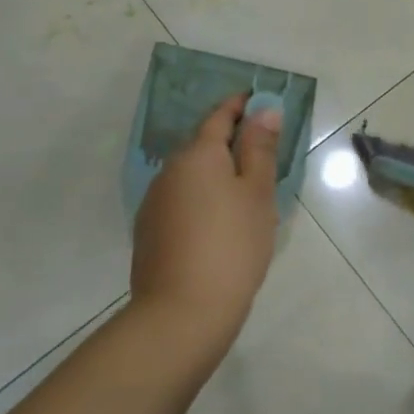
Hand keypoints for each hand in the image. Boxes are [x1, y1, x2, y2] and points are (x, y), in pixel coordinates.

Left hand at [131, 94, 281, 363]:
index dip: (241, 105)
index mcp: (198, 155)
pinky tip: (220, 224)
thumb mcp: (258, 193)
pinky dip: (203, 199)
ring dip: (216, 174)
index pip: (220, 116)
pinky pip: (182, 201)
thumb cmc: (232, 244)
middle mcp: (170, 170)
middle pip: (203, 145)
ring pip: (192, 175)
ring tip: (246, 194)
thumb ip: (260, 148)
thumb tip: (264, 110)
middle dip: (231, 142)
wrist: (182, 313)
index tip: (260, 100)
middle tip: (264, 153)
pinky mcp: (150, 232)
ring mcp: (155, 202)